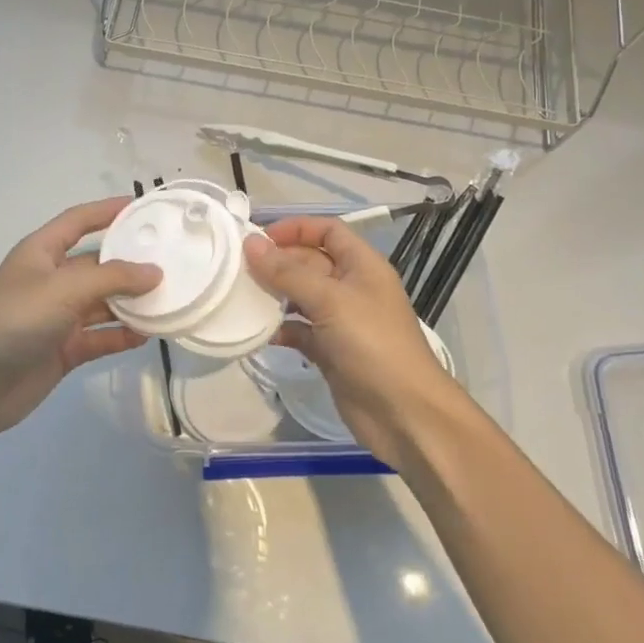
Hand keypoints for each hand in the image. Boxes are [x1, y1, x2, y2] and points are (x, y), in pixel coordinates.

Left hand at [0, 197, 160, 442]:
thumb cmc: (15, 321)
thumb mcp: (64, 289)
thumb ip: (112, 278)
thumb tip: (155, 272)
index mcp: (42, 252)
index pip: (79, 220)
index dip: (108, 210)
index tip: (143, 207)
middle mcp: (51, 280)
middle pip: (97, 263)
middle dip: (130, 262)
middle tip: (171, 259)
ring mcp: (58, 316)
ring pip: (103, 302)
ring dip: (131, 302)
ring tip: (170, 298)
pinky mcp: (64, 349)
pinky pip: (100, 336)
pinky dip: (122, 334)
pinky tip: (149, 334)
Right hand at [244, 217, 469, 467]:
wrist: (405, 414)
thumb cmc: (372, 344)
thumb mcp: (330, 300)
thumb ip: (288, 272)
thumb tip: (251, 243)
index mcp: (362, 265)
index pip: (328, 230)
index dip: (296, 228)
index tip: (259, 238)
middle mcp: (352, 287)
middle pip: (310, 262)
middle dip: (277, 263)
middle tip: (238, 269)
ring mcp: (342, 321)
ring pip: (301, 297)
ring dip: (274, 296)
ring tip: (242, 297)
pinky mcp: (331, 352)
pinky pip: (300, 331)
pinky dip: (281, 329)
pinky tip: (258, 333)